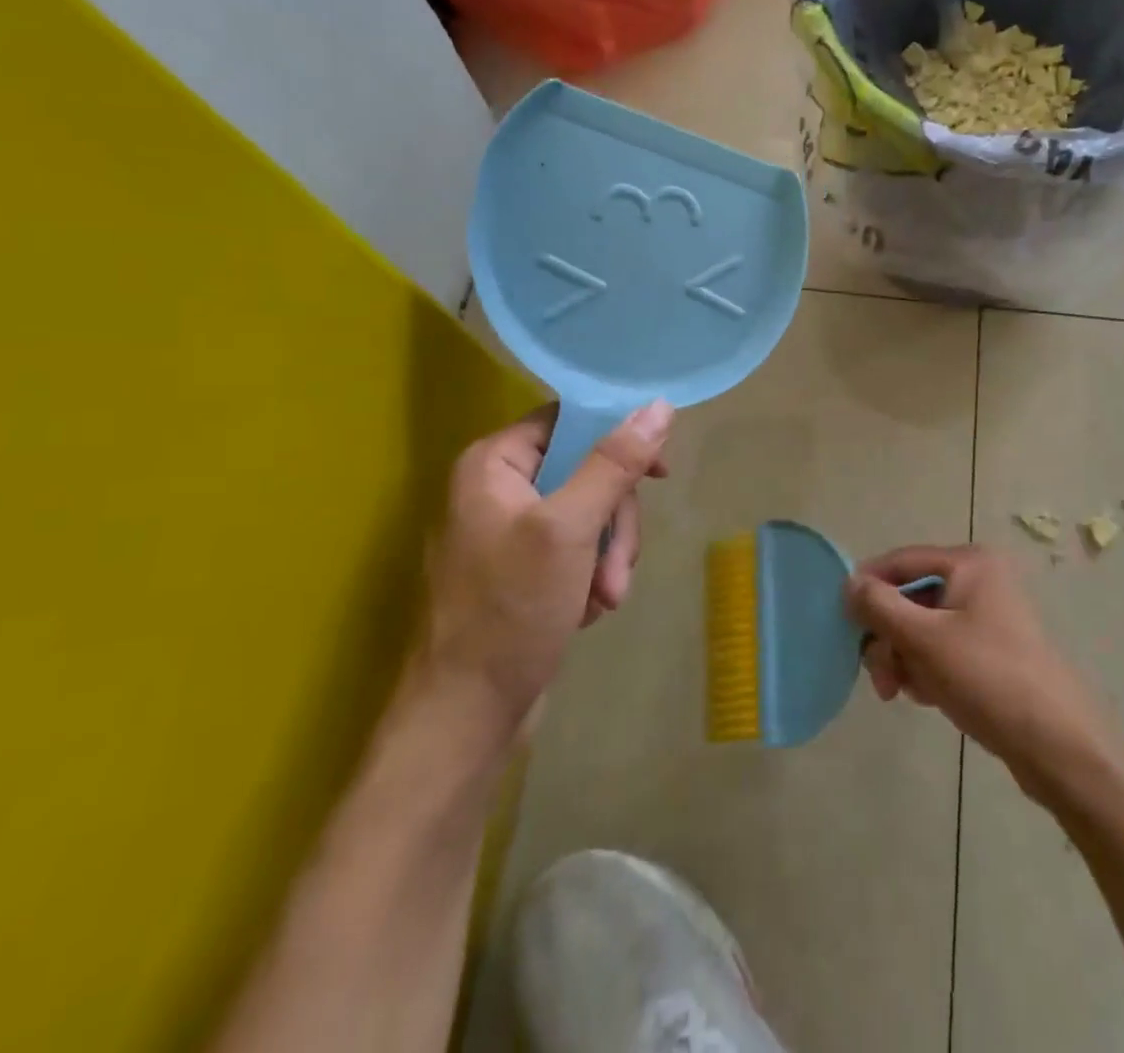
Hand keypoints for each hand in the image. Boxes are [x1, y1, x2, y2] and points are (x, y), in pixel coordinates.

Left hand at [415, 401, 672, 734]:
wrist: (465, 717)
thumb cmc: (511, 611)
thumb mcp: (570, 528)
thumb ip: (614, 463)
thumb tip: (658, 405)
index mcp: (494, 464)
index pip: (569, 421)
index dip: (618, 439)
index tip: (658, 474)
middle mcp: (499, 489)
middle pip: (588, 472)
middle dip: (614, 523)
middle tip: (618, 569)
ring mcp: (511, 532)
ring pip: (591, 514)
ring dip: (609, 556)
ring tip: (605, 599)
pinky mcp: (524, 570)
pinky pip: (578, 549)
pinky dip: (593, 576)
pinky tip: (587, 610)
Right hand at [845, 544, 1113, 802]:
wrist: (1059, 745)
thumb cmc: (988, 678)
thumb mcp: (924, 639)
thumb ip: (880, 606)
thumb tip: (849, 583)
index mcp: (969, 563)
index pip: (900, 561)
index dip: (867, 587)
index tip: (841, 622)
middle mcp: (979, 581)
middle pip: (910, 596)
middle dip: (889, 636)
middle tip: (881, 678)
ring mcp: (987, 617)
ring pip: (921, 627)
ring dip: (904, 657)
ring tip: (904, 692)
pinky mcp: (990, 651)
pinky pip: (941, 648)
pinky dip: (926, 669)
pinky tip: (928, 697)